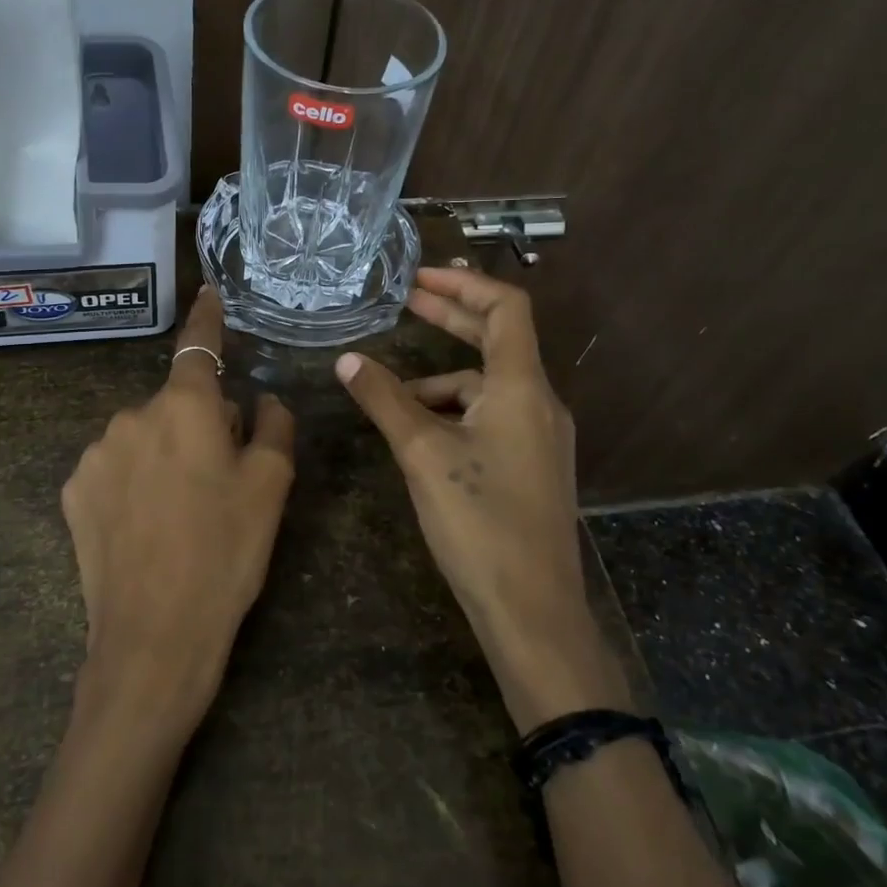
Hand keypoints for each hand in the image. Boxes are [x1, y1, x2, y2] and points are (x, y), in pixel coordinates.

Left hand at [61, 287, 294, 735]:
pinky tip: (144, 527)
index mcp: (185, 407)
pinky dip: (133, 481)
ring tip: (180, 513)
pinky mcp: (72, 489)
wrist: (154, 635)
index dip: (207, 317)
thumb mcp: (271, 488)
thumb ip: (272, 427)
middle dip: (199, 425)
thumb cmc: (226, 553)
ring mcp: (95, 452)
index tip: (209, 292)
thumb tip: (261, 399)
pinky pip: (114, 468)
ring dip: (164, 454)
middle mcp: (132, 415)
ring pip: (144, 436)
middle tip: (219, 481)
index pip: (199, 345)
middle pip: (176, 403)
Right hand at [335, 266, 630, 730]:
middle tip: (405, 302)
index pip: (506, 309)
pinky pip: (491, 418)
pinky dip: (454, 413)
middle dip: (451, 319)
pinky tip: (420, 435)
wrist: (531, 609)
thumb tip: (347, 360)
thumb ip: (385, 400)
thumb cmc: (479, 522)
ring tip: (392, 398)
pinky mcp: (531, 466)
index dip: (464, 285)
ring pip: (487, 387)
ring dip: (441, 381)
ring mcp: (539, 437)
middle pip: (498, 340)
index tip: (419, 278)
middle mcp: (540, 403)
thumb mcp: (422, 454)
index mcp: (522, 388)